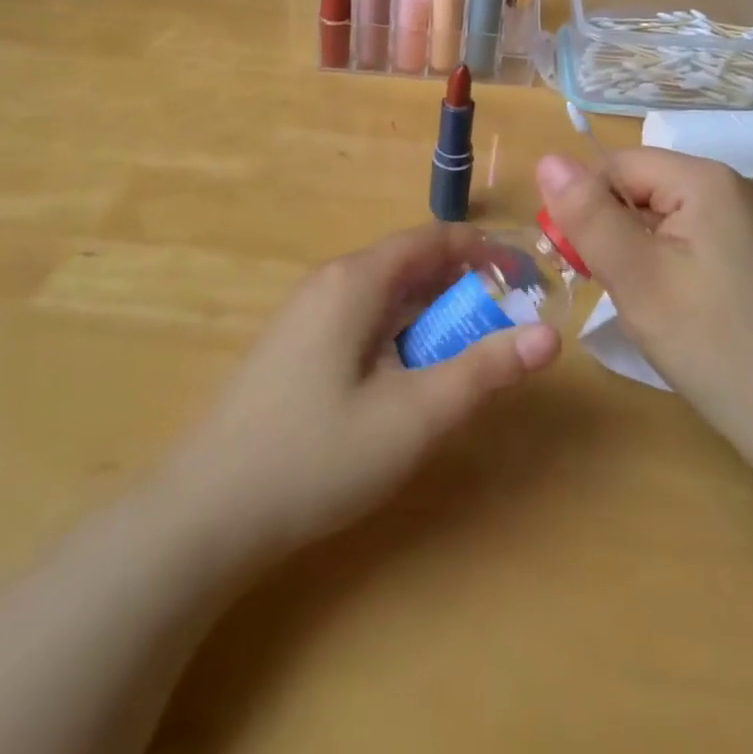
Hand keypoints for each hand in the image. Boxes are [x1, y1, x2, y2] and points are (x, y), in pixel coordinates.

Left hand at [164, 222, 559, 568]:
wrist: (203, 515)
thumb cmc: (316, 456)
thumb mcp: (414, 416)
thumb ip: (484, 371)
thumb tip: (550, 337)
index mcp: (356, 280)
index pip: (433, 238)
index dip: (485, 250)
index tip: (526, 278)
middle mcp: (329, 282)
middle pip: (409, 263)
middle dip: (462, 286)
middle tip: (503, 325)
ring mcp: (305, 314)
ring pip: (385, 294)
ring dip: (431, 313)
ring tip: (464, 354)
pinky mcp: (294, 346)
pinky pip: (361, 318)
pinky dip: (399, 332)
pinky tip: (406, 378)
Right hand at [536, 150, 752, 466]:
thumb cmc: (716, 346)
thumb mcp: (637, 278)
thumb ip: (588, 216)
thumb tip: (547, 158)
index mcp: (706, 178)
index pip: (618, 166)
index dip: (586, 207)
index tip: (576, 262)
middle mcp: (733, 188)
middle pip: (643, 189)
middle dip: (614, 232)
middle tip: (613, 291)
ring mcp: (752, 224)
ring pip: (666, 219)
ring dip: (639, 253)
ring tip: (645, 306)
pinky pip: (694, 242)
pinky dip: (670, 268)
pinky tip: (677, 311)